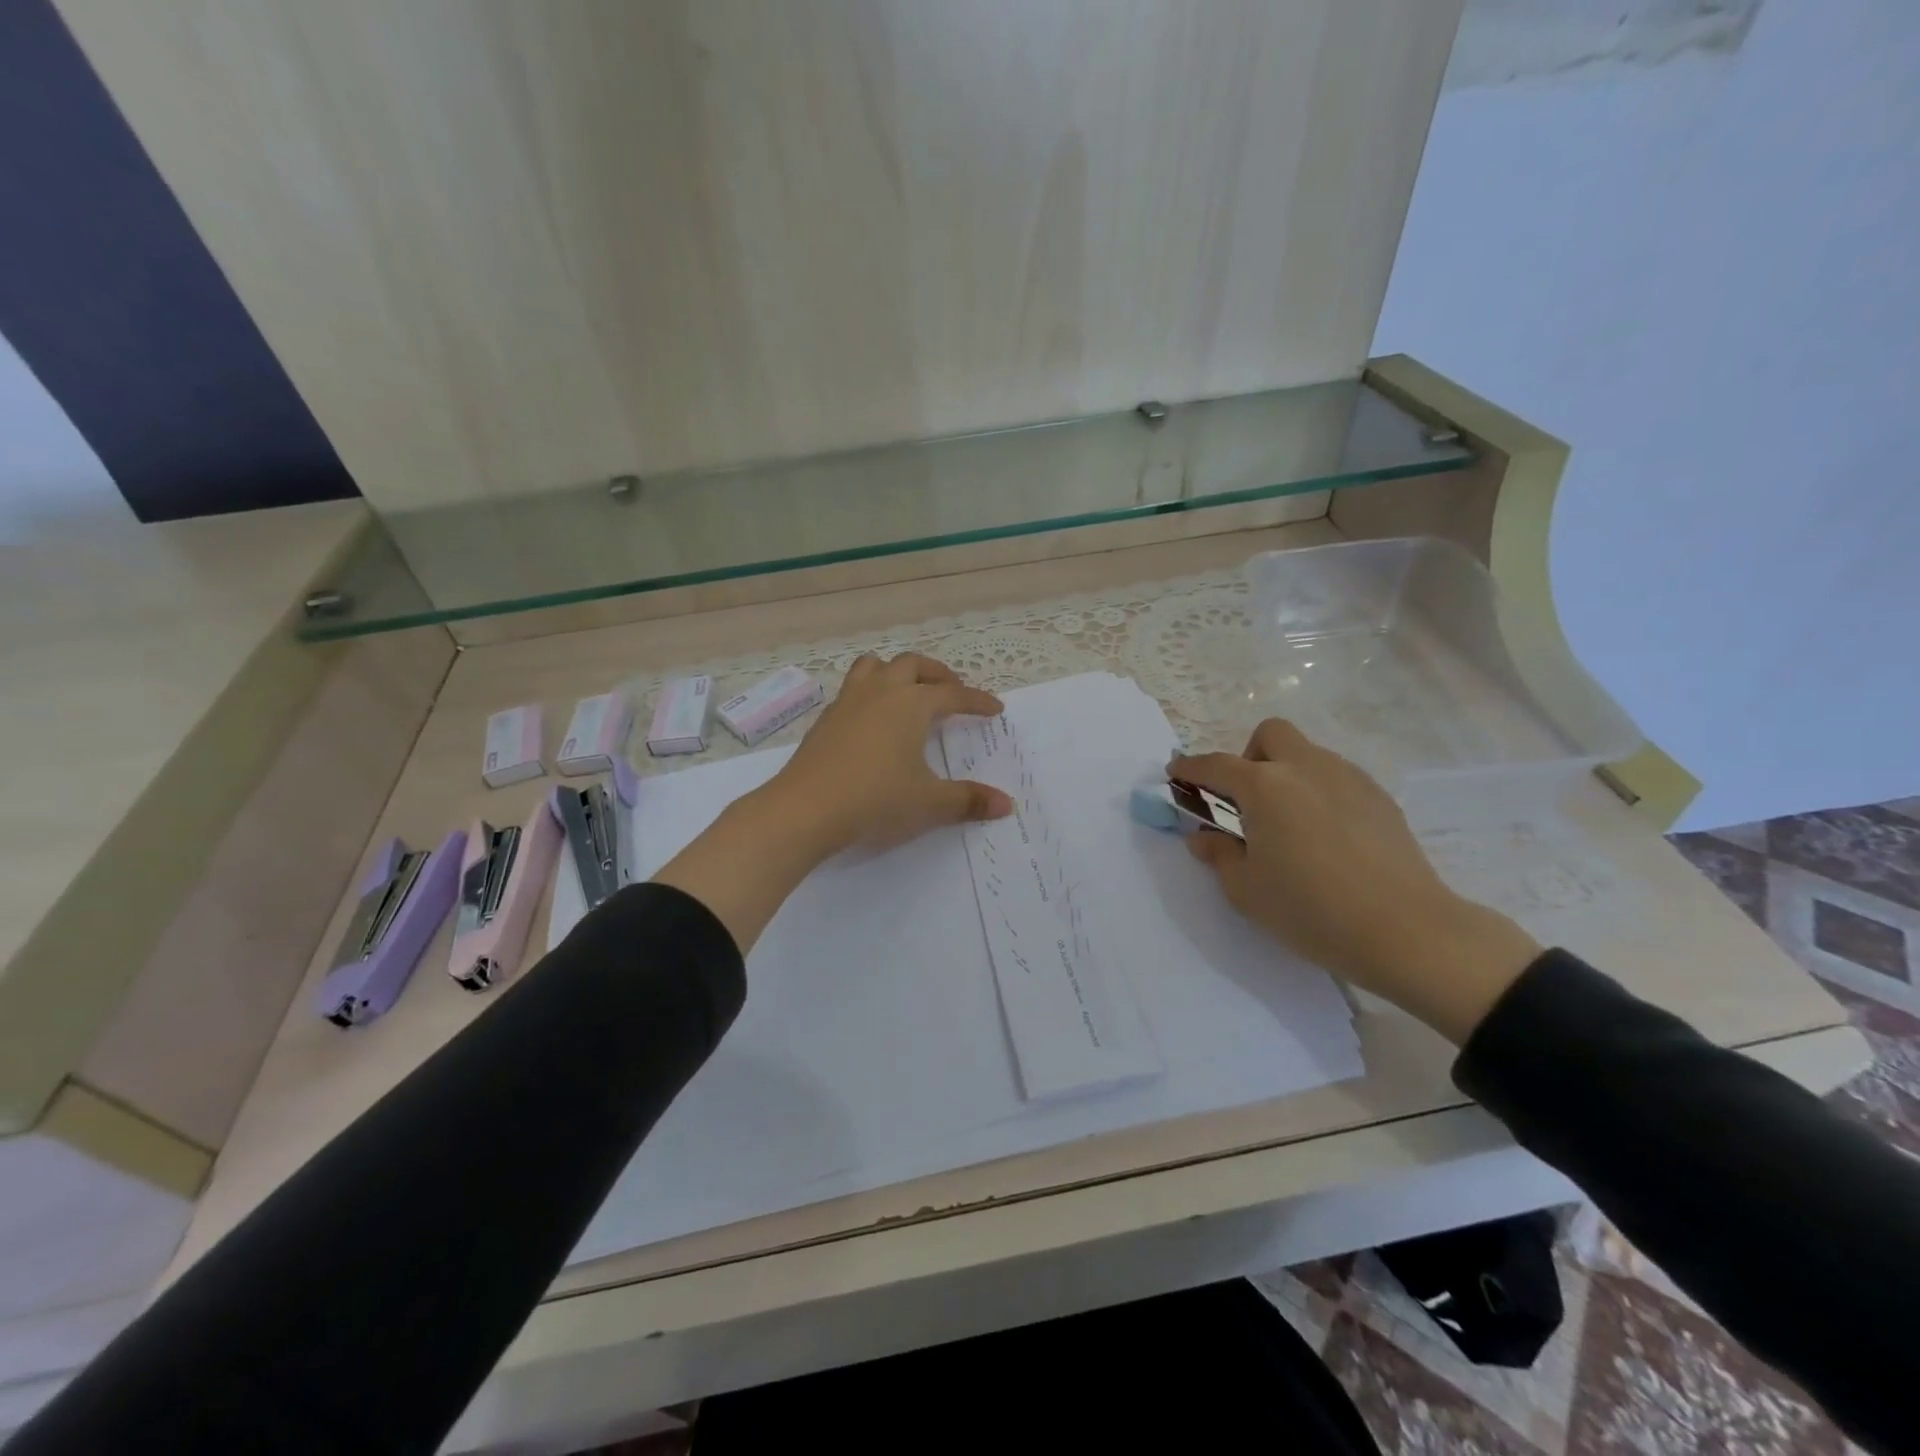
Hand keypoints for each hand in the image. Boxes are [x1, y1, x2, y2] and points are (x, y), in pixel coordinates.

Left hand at [653, 654, 1008, 953]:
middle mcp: (880, 692)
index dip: (976, 700)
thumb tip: (1006, 805)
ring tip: (908, 691)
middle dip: (937, 674)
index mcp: (910, 704)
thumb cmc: (875, 800)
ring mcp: (847, 702)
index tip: (994, 708)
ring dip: (896, 672)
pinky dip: (870, 693)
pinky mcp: (825, 720)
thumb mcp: (929, 804)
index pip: (952, 694)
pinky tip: (873, 721)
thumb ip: (969, 801)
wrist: (805, 810)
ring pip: (874, 666)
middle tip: (952, 690)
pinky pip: (852, 690)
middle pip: (912, 665)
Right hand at [1172, 720, 1541, 1043]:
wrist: (1406, 931)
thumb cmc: (1310, 910)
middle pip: (1270, 735)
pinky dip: (1317, 792)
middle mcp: (1305, 768)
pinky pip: (1336, 778)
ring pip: (1307, 755)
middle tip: (1245, 801)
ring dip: (1285, 774)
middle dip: (1248, 757)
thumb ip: (1218, 855)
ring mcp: (1348, 778)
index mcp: (1265, 787)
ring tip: (1287, 824)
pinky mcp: (1379, 798)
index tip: (1175, 774)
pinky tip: (1325, 837)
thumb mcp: (1246, 890)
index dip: (1189, 768)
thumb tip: (1205, 837)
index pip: (1215, 765)